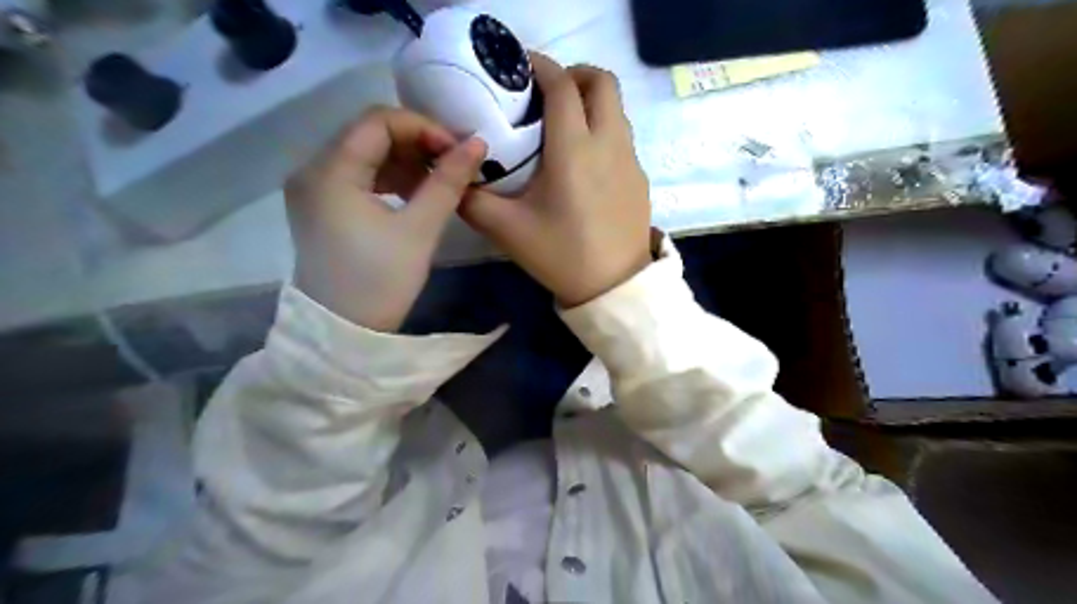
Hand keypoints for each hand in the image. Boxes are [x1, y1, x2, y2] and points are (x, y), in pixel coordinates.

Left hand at [287, 104, 489, 329]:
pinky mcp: (321, 208)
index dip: (423, 127)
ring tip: (440, 181)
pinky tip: (416, 194)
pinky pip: (358, 177)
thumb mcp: (419, 230)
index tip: (458, 150)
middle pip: (369, 134)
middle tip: (454, 164)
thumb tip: (478, 144)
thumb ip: (448, 182)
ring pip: (365, 154)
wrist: (344, 334)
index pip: (378, 121)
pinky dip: (389, 178)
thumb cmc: (381, 283)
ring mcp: (313, 190)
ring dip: (405, 161)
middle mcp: (312, 170)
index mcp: (330, 171)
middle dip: (416, 143)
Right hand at [455, 53, 645, 307]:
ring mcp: (631, 160)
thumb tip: (454, 177)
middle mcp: (609, 143)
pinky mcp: (640, 178)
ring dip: (591, 103)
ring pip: (617, 109)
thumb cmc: (561, 256)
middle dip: (574, 75)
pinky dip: (603, 130)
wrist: (613, 287)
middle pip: (602, 81)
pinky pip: (623, 137)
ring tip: (563, 126)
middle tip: (547, 95)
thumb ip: (472, 199)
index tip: (521, 68)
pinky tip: (584, 163)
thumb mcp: (507, 230)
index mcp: (574, 149)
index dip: (541, 66)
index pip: (562, 85)